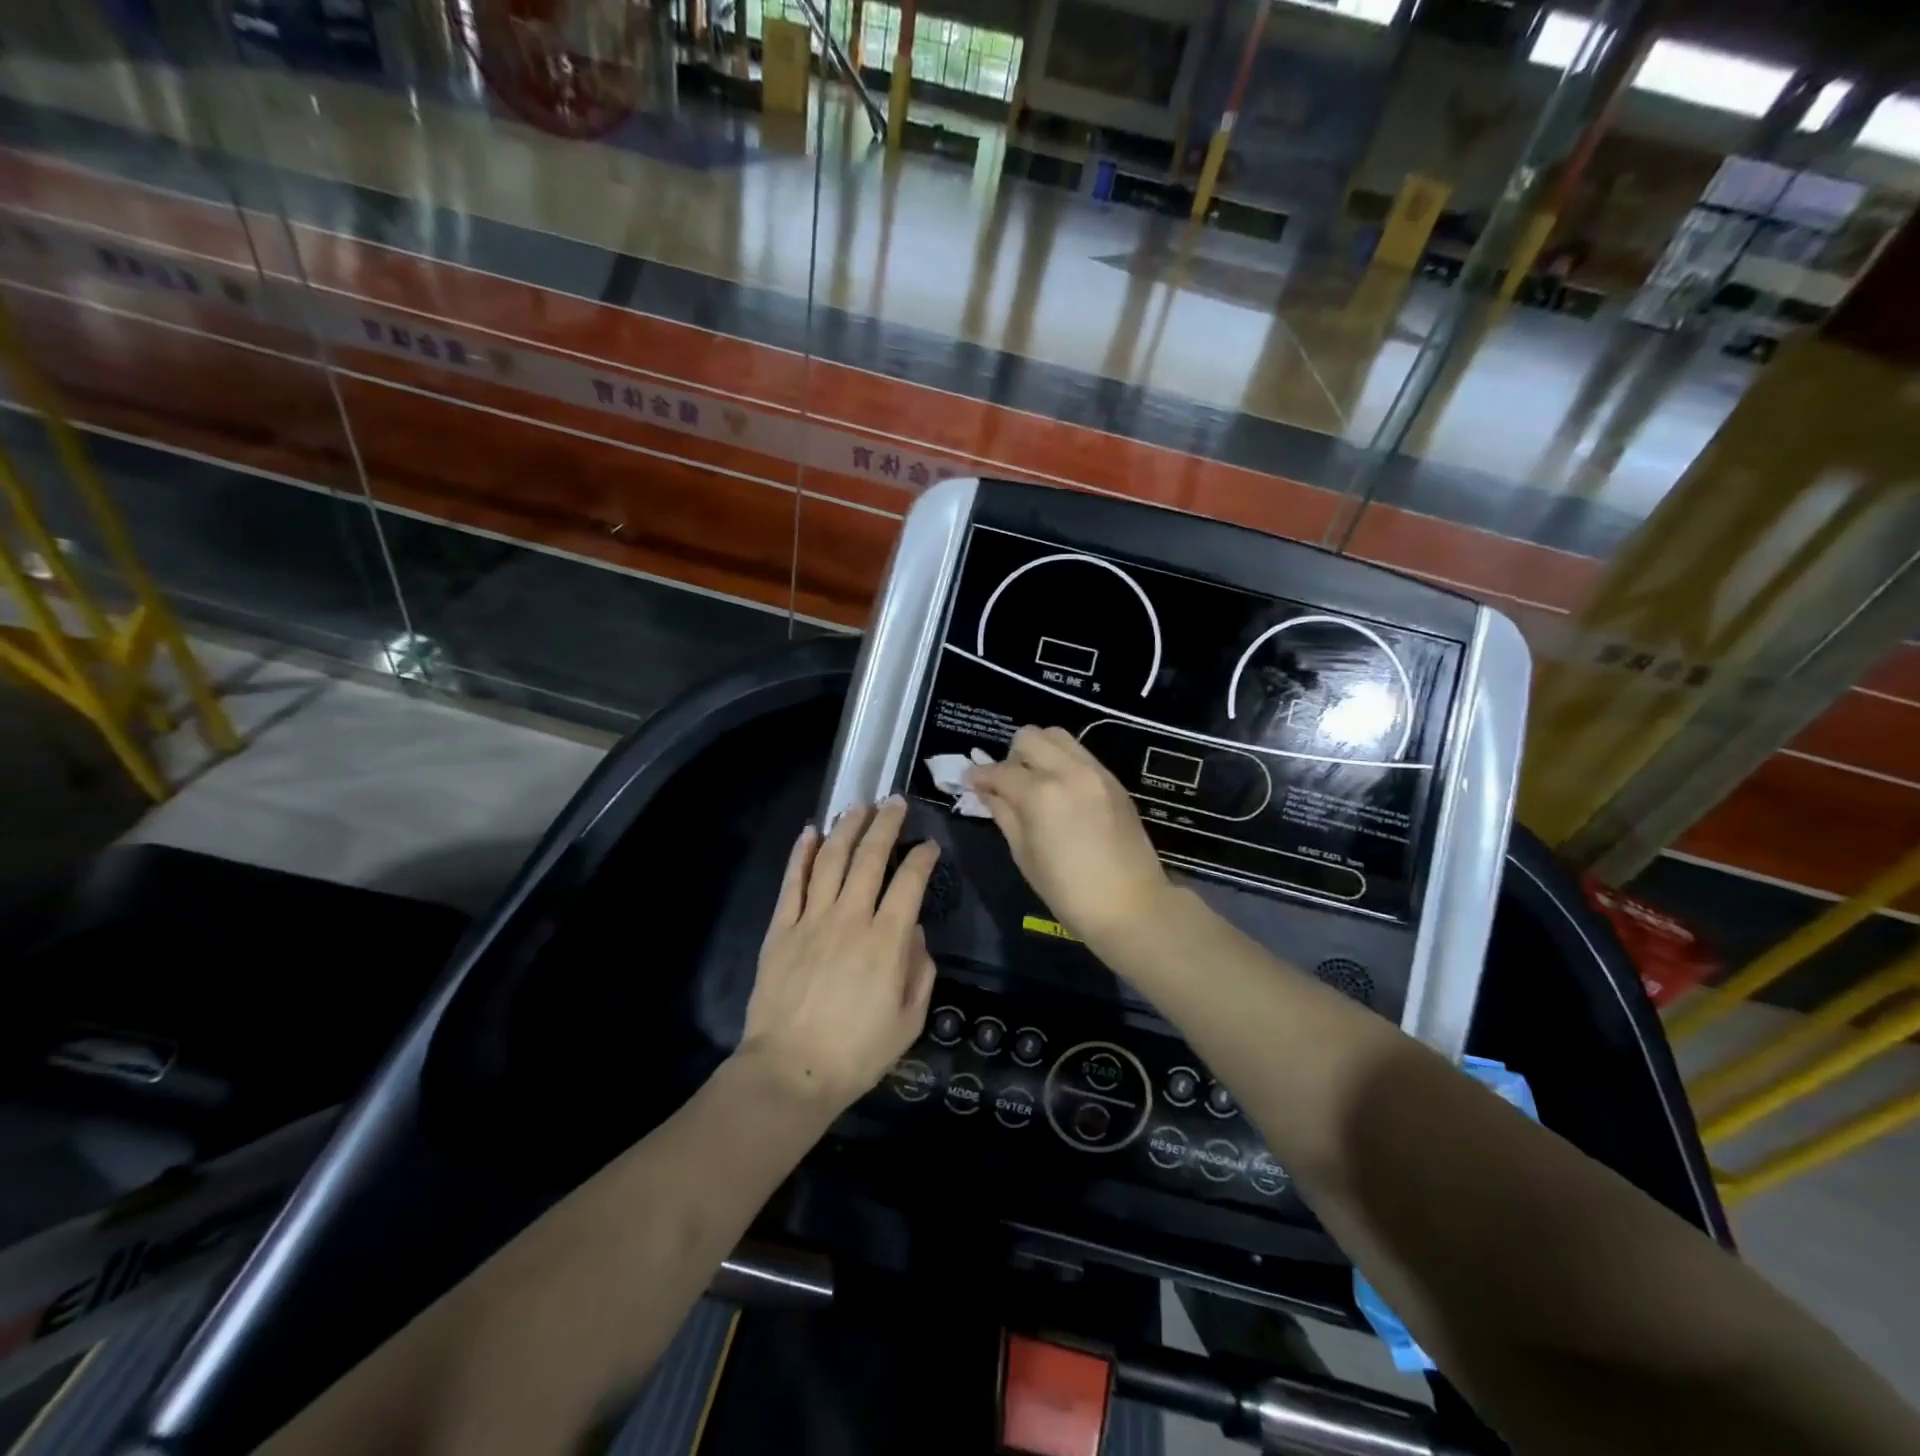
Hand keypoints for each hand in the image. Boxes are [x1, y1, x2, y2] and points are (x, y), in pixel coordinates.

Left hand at [739, 798, 939, 1112]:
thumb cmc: (857, 1052)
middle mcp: (851, 918)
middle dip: (886, 825)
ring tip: (857, 806)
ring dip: (846, 828)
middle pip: (870, 857)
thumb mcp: (909, 1020)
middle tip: (894, 802)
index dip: (922, 858)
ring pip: (831, 860)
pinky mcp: (782, 929)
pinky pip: (792, 883)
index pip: (910, 882)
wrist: (790, 1071)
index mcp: (886, 940)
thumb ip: (919, 971)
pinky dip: (801, 854)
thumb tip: (915, 933)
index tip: (929, 844)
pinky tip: (810, 833)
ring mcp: (812, 919)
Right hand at [966, 726, 1169, 944]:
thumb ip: (1004, 815)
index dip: (979, 776)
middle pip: (1029, 737)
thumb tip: (987, 792)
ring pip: (1057, 736)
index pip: (999, 771)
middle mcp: (1068, 771)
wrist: (1131, 906)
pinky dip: (1062, 762)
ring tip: (1036, 782)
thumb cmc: (1068, 891)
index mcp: (1040, 794)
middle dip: (1011, 757)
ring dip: (1039, 752)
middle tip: (1008, 784)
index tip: (971, 782)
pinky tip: (1061, 791)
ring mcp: (1095, 772)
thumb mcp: (1025, 856)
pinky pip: (1080, 754)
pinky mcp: (1113, 780)